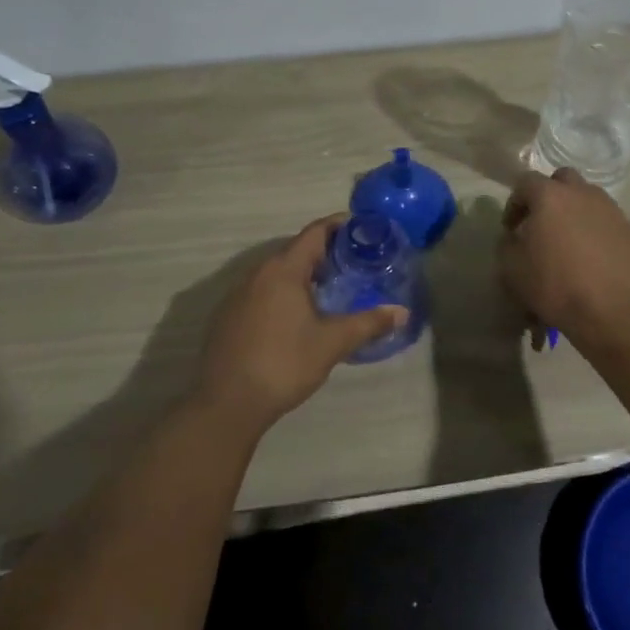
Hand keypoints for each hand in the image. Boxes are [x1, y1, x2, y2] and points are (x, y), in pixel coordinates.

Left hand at [192, 215, 408, 432]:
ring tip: (332, 289)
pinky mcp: (228, 316)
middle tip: (356, 264)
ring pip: (277, 273)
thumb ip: (368, 323)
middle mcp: (257, 273)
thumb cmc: (284, 363)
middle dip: (326, 253)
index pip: (314, 232)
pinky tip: (298, 316)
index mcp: (283, 270)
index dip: (339, 225)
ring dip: (304, 274)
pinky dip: (284, 293)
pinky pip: (262, 291)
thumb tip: (401, 312)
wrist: (227, 403)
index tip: (363, 228)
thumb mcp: (332, 343)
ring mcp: (238, 294)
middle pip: (296, 250)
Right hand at [499, 169, 629, 346]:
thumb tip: (514, 237)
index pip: (525, 182)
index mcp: (550, 196)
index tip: (511, 228)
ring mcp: (612, 210)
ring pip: (589, 198)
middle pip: (563, 179)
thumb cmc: (554, 285)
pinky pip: (609, 222)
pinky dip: (597, 231)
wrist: (610, 311)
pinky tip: (594, 257)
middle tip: (542, 223)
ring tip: (570, 241)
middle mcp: (583, 193)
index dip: (514, 203)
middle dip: (549, 195)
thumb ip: (507, 243)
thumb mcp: (511, 268)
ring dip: (575, 212)